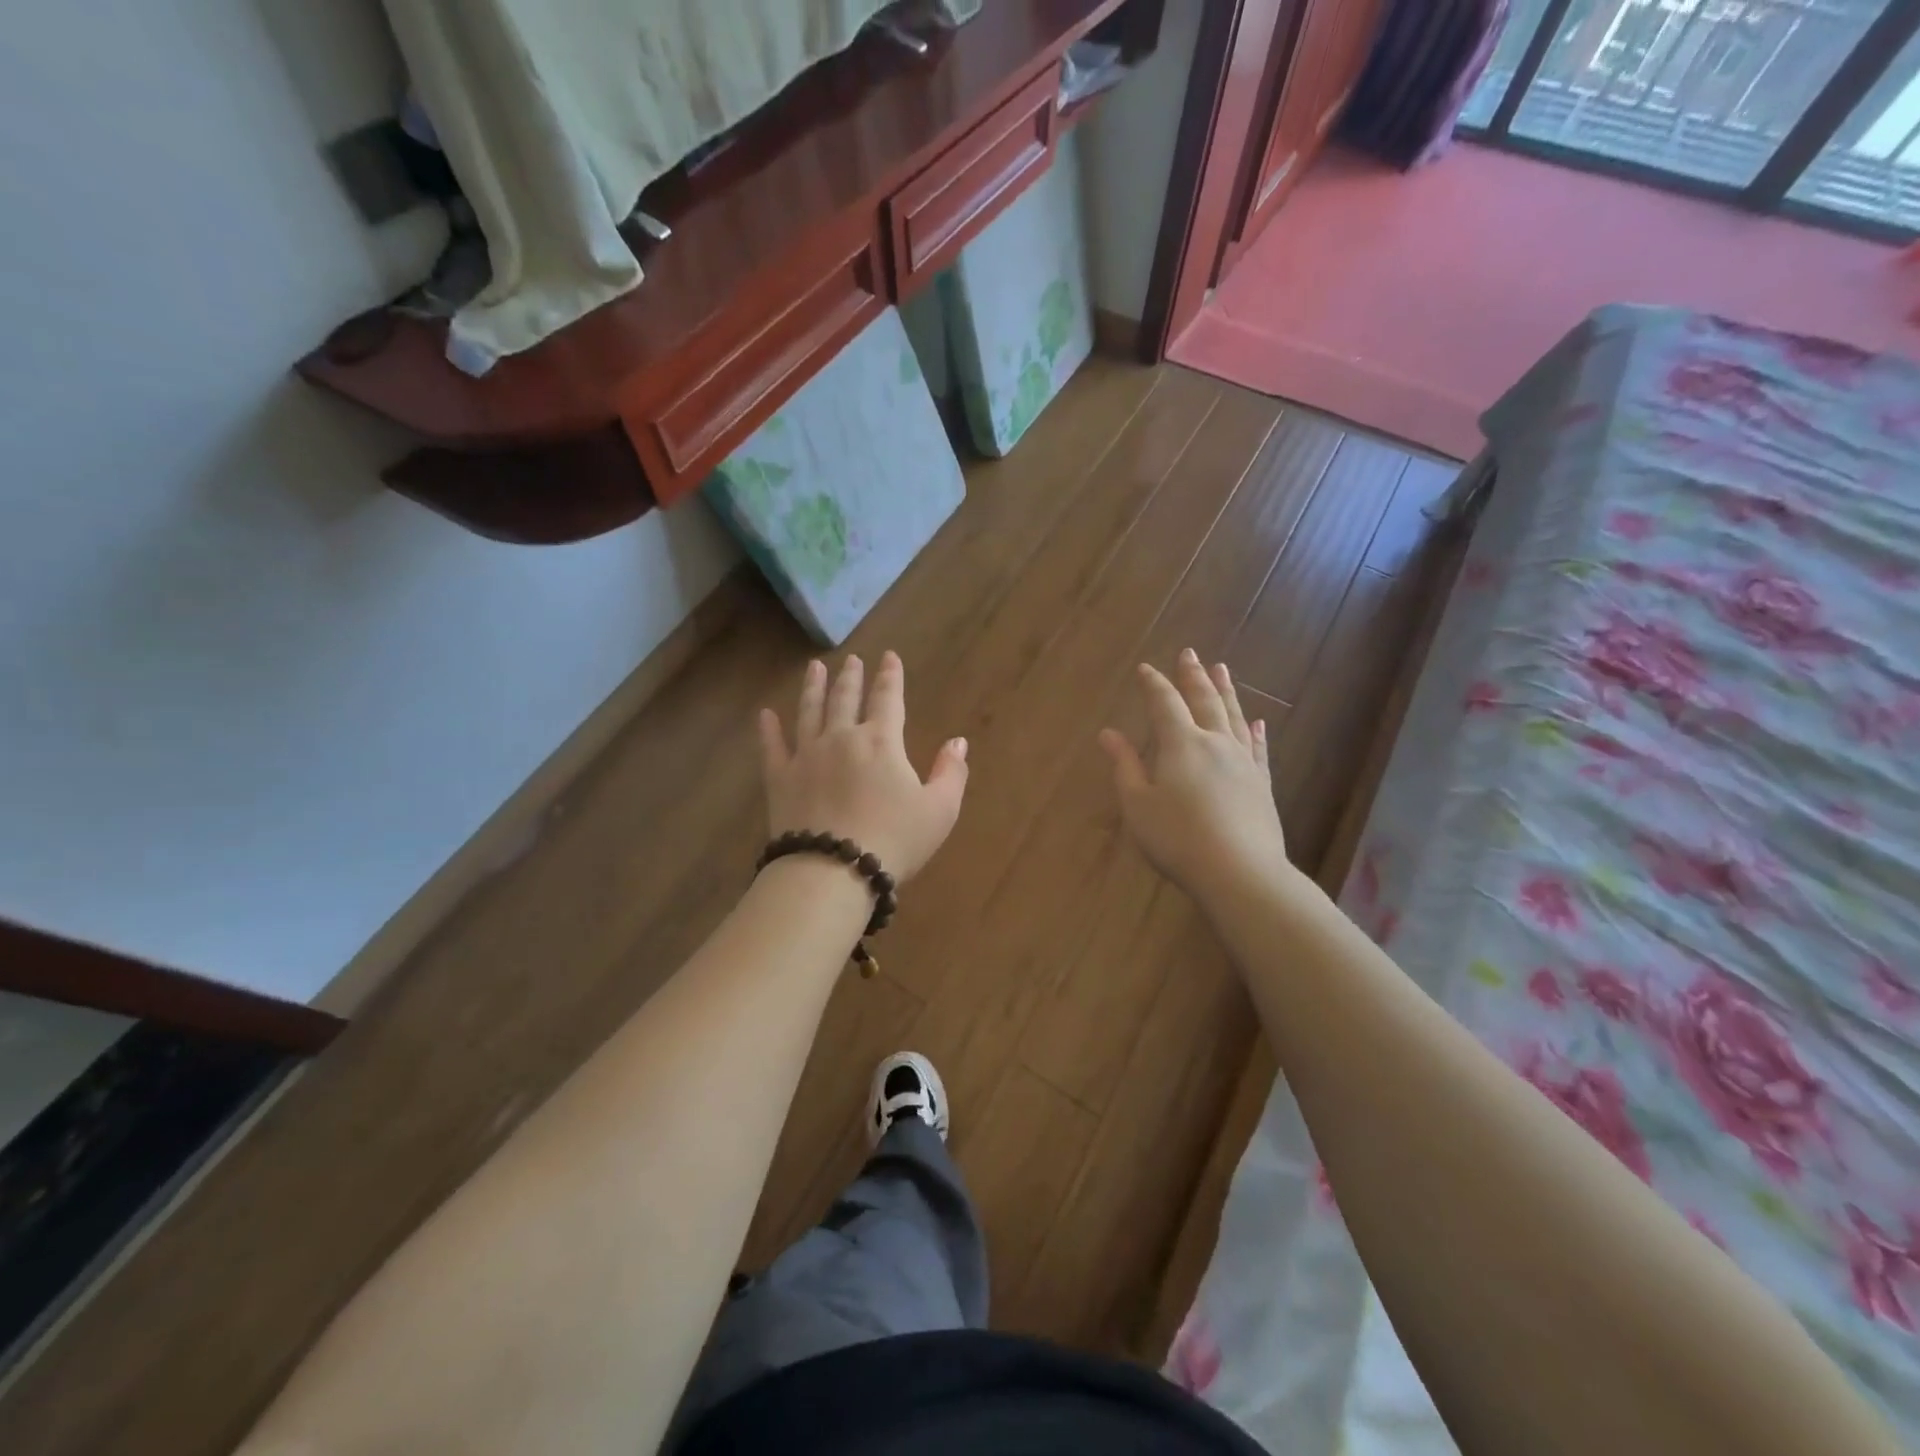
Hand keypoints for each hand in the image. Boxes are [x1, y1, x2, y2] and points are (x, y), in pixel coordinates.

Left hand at [759, 652, 968, 882]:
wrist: (832, 871)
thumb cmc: (894, 841)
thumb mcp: (939, 810)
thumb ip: (951, 772)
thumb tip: (958, 741)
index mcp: (881, 742)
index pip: (888, 698)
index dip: (890, 676)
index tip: (889, 656)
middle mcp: (841, 738)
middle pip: (845, 698)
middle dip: (851, 676)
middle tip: (851, 659)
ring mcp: (806, 756)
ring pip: (809, 712)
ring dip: (813, 688)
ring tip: (814, 667)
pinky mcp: (780, 779)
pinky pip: (772, 747)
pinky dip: (768, 729)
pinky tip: (765, 714)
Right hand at [1099, 650, 1289, 900]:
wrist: (1240, 872)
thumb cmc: (1177, 839)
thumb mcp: (1138, 805)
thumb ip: (1125, 765)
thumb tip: (1108, 733)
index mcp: (1181, 744)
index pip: (1164, 703)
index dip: (1154, 684)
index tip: (1145, 668)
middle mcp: (1215, 743)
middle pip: (1204, 700)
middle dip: (1194, 675)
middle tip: (1190, 652)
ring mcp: (1243, 762)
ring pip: (1234, 716)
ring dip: (1226, 691)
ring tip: (1223, 669)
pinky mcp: (1261, 784)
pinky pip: (1258, 748)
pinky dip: (1256, 732)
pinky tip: (1258, 723)